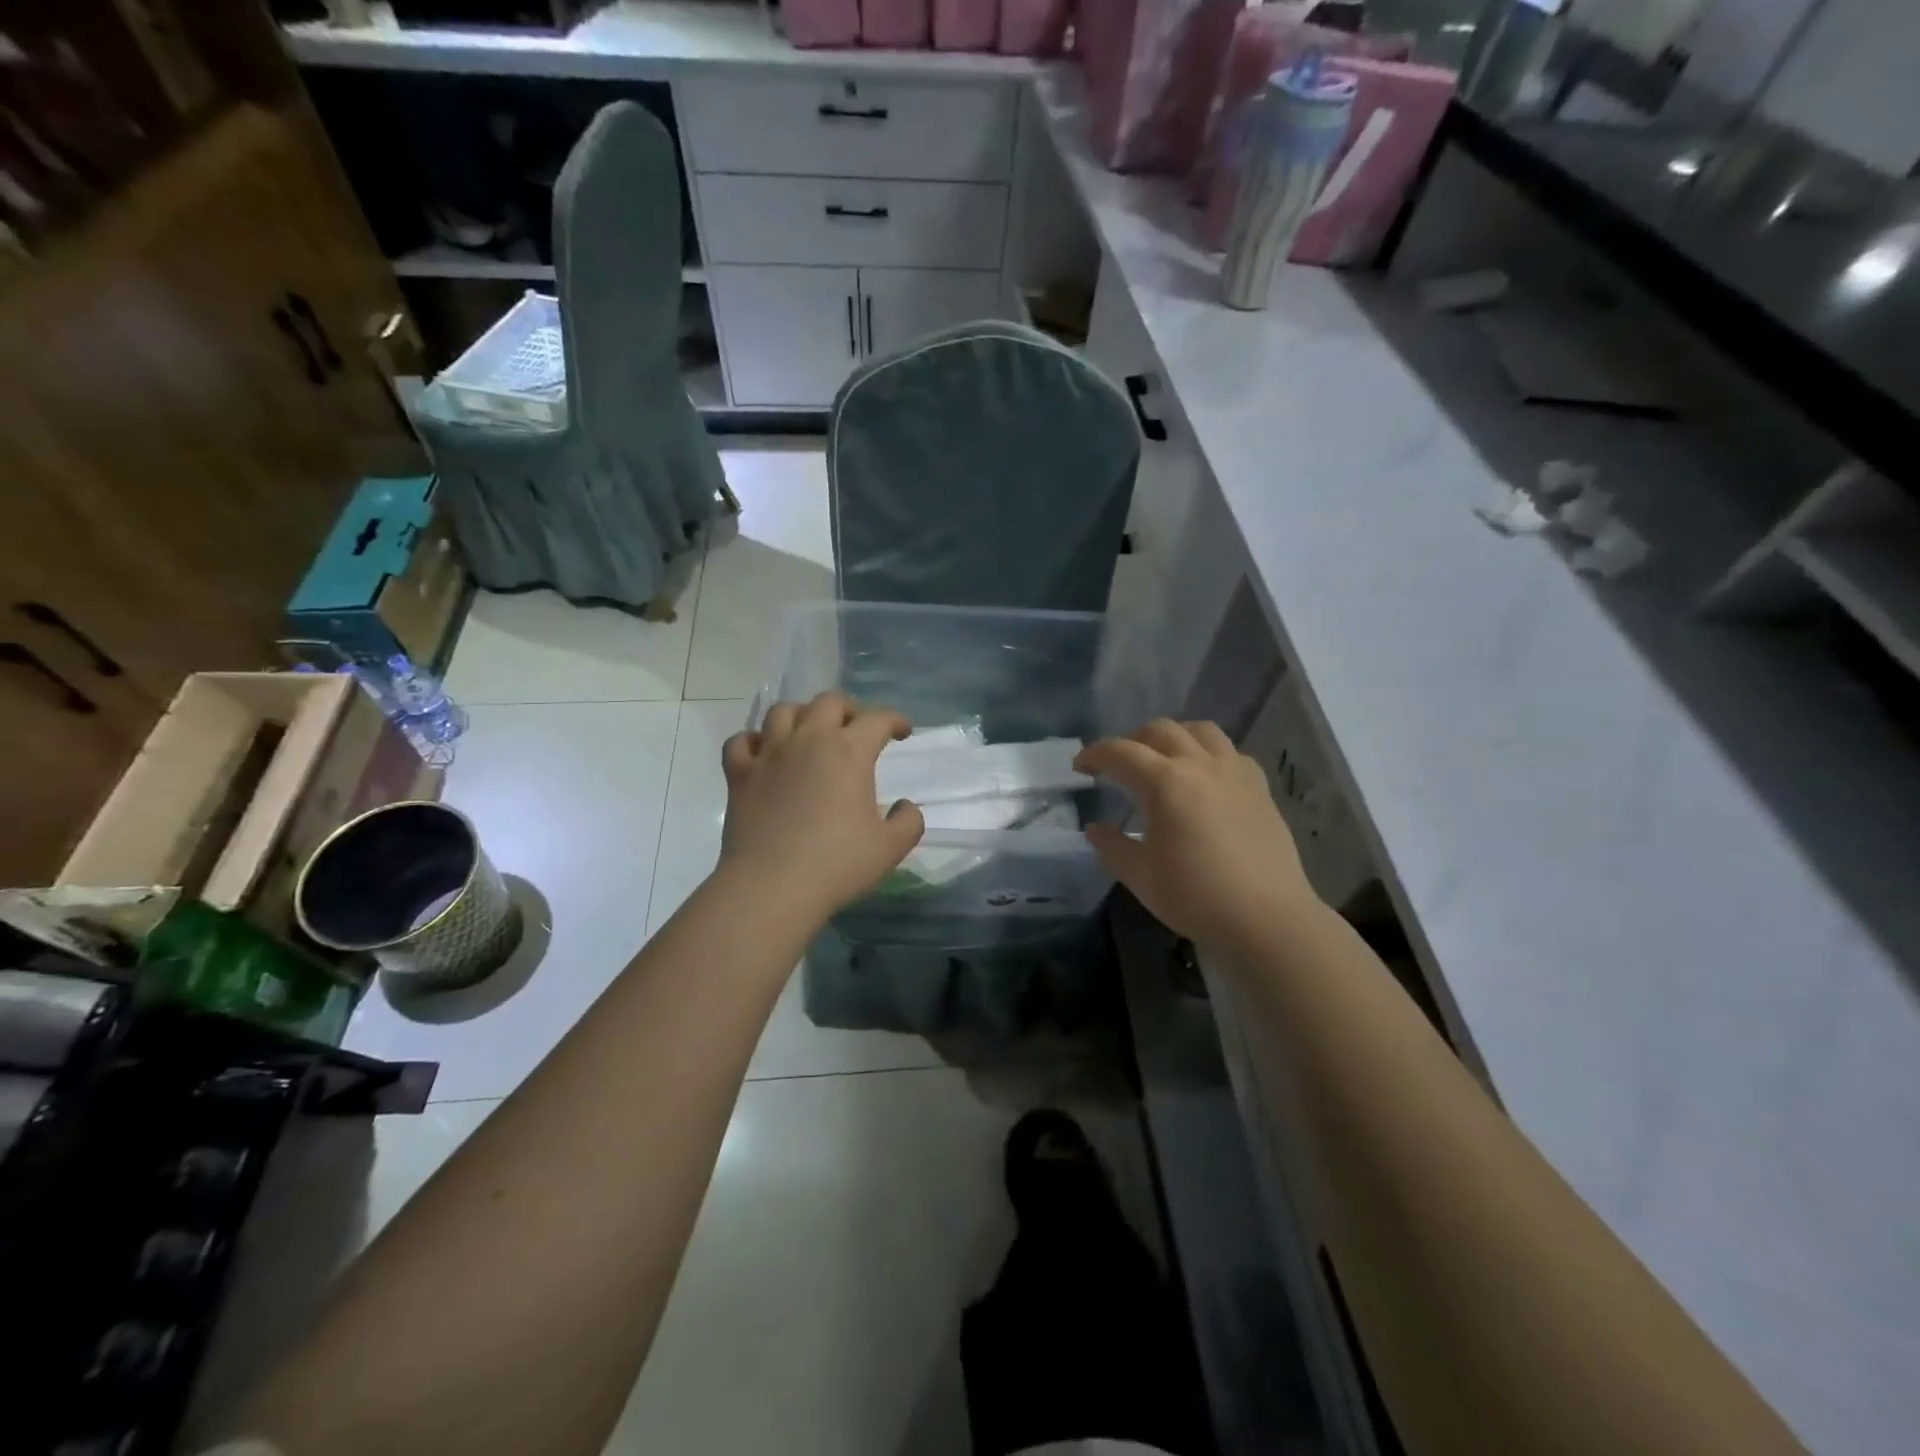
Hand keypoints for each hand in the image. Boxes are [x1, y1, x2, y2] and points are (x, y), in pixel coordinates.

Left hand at [718, 693, 925, 922]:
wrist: (771, 886)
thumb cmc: (836, 864)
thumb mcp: (890, 848)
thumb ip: (908, 822)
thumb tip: (905, 806)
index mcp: (849, 752)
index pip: (877, 719)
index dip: (895, 720)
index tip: (902, 732)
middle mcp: (808, 741)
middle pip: (828, 702)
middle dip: (848, 709)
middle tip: (856, 729)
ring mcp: (769, 754)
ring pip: (782, 711)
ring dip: (801, 716)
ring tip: (810, 734)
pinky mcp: (739, 775)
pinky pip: (741, 741)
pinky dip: (754, 740)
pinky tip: (764, 753)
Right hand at [1076, 720, 1318, 950]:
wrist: (1266, 918)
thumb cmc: (1195, 896)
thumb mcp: (1140, 876)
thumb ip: (1112, 847)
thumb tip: (1095, 830)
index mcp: (1166, 782)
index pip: (1121, 752)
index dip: (1095, 754)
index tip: (1080, 766)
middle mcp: (1201, 765)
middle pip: (1161, 730)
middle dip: (1133, 740)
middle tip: (1120, 764)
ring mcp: (1235, 773)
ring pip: (1202, 731)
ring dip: (1175, 736)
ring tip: (1164, 759)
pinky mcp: (1260, 788)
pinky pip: (1231, 753)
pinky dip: (1210, 754)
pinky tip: (1205, 778)